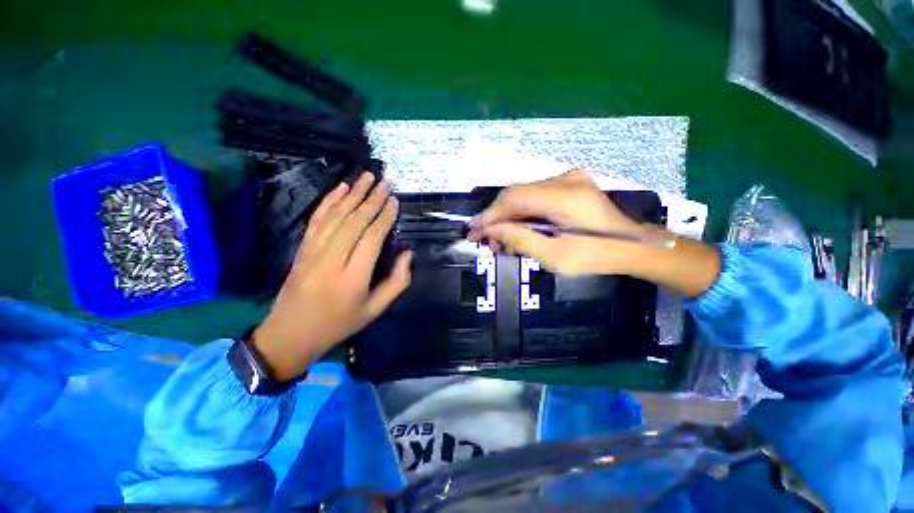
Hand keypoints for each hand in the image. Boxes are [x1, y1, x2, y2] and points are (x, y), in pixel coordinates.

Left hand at [253, 173, 412, 380]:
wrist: (291, 334)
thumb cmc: (339, 323)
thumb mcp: (375, 310)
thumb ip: (397, 282)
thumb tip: (407, 254)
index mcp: (353, 278)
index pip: (372, 238)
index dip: (384, 217)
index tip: (395, 201)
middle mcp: (332, 260)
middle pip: (354, 221)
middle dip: (372, 199)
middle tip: (385, 181)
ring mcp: (313, 252)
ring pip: (335, 216)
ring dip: (352, 193)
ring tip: (367, 177)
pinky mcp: (302, 248)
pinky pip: (317, 220)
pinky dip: (329, 201)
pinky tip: (340, 188)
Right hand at [468, 170, 648, 275]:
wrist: (634, 246)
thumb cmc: (597, 256)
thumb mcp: (555, 256)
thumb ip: (520, 239)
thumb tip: (490, 229)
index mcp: (564, 196)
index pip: (513, 199)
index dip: (490, 215)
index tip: (473, 231)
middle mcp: (565, 179)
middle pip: (516, 196)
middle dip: (497, 219)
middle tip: (486, 241)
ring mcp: (569, 179)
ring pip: (524, 197)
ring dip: (509, 218)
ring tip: (502, 241)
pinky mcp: (569, 185)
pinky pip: (536, 198)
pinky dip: (523, 215)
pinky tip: (519, 231)